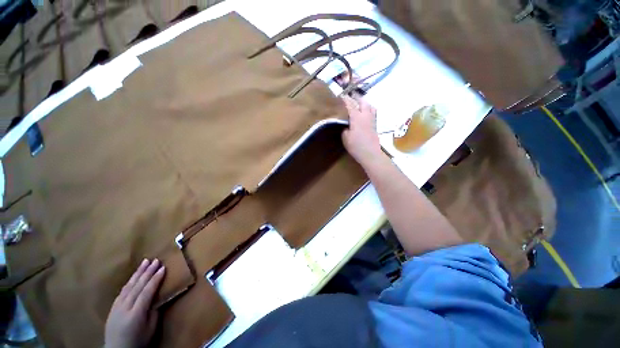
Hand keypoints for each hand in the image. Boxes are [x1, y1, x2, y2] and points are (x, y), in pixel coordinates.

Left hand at [104, 259, 164, 347]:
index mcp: (136, 313)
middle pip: (137, 286)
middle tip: (155, 260)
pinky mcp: (113, 307)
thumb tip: (158, 298)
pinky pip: (122, 291)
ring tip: (145, 262)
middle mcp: (125, 307)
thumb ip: (154, 312)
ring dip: (138, 273)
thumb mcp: (151, 329)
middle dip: (147, 272)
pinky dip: (130, 281)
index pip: (147, 292)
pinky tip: (134, 276)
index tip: (163, 268)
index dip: (155, 279)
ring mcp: (117, 306)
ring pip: (129, 286)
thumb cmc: (138, 341)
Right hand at [341, 96, 381, 165]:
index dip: (346, 100)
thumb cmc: (356, 146)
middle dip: (357, 98)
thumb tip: (346, 125)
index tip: (342, 95)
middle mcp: (365, 116)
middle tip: (351, 97)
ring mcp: (372, 120)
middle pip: (363, 102)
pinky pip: (373, 112)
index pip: (350, 105)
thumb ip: (345, 129)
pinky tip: (365, 114)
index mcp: (357, 118)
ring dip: (364, 103)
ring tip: (359, 104)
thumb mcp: (345, 138)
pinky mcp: (375, 125)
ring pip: (370, 106)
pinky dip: (369, 109)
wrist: (370, 153)